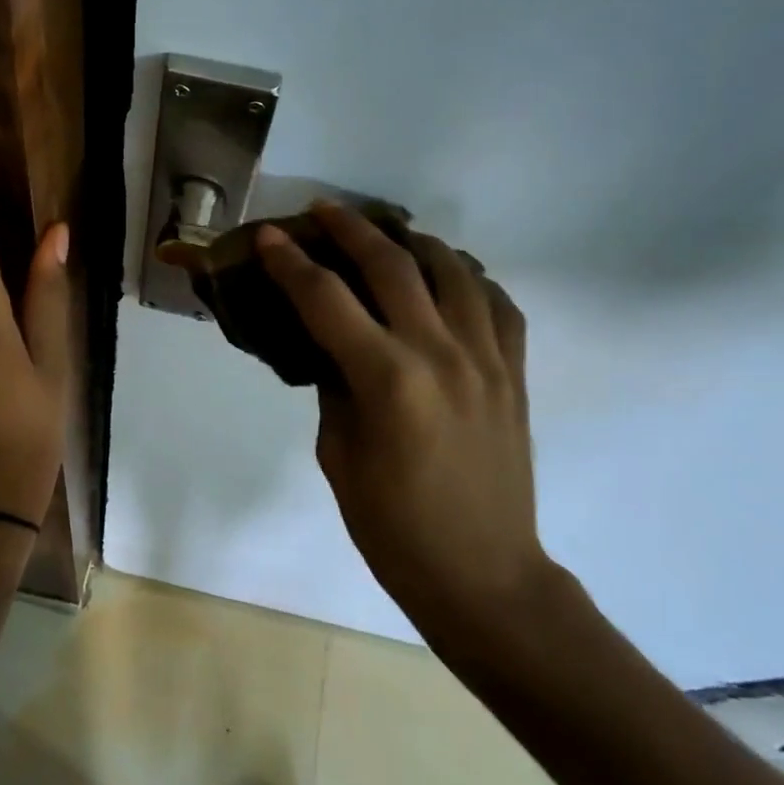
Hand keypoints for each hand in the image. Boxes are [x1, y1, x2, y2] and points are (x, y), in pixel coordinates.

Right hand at [255, 204, 546, 626]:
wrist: (483, 574)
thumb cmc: (393, 527)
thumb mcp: (339, 455)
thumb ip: (336, 387)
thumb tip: (335, 346)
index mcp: (388, 380)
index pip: (326, 299)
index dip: (290, 262)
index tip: (268, 235)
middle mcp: (441, 354)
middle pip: (392, 265)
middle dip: (350, 229)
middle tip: (322, 210)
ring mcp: (488, 359)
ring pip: (453, 270)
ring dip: (413, 241)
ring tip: (387, 234)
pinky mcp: (515, 373)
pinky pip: (498, 303)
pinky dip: (469, 278)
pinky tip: (449, 278)